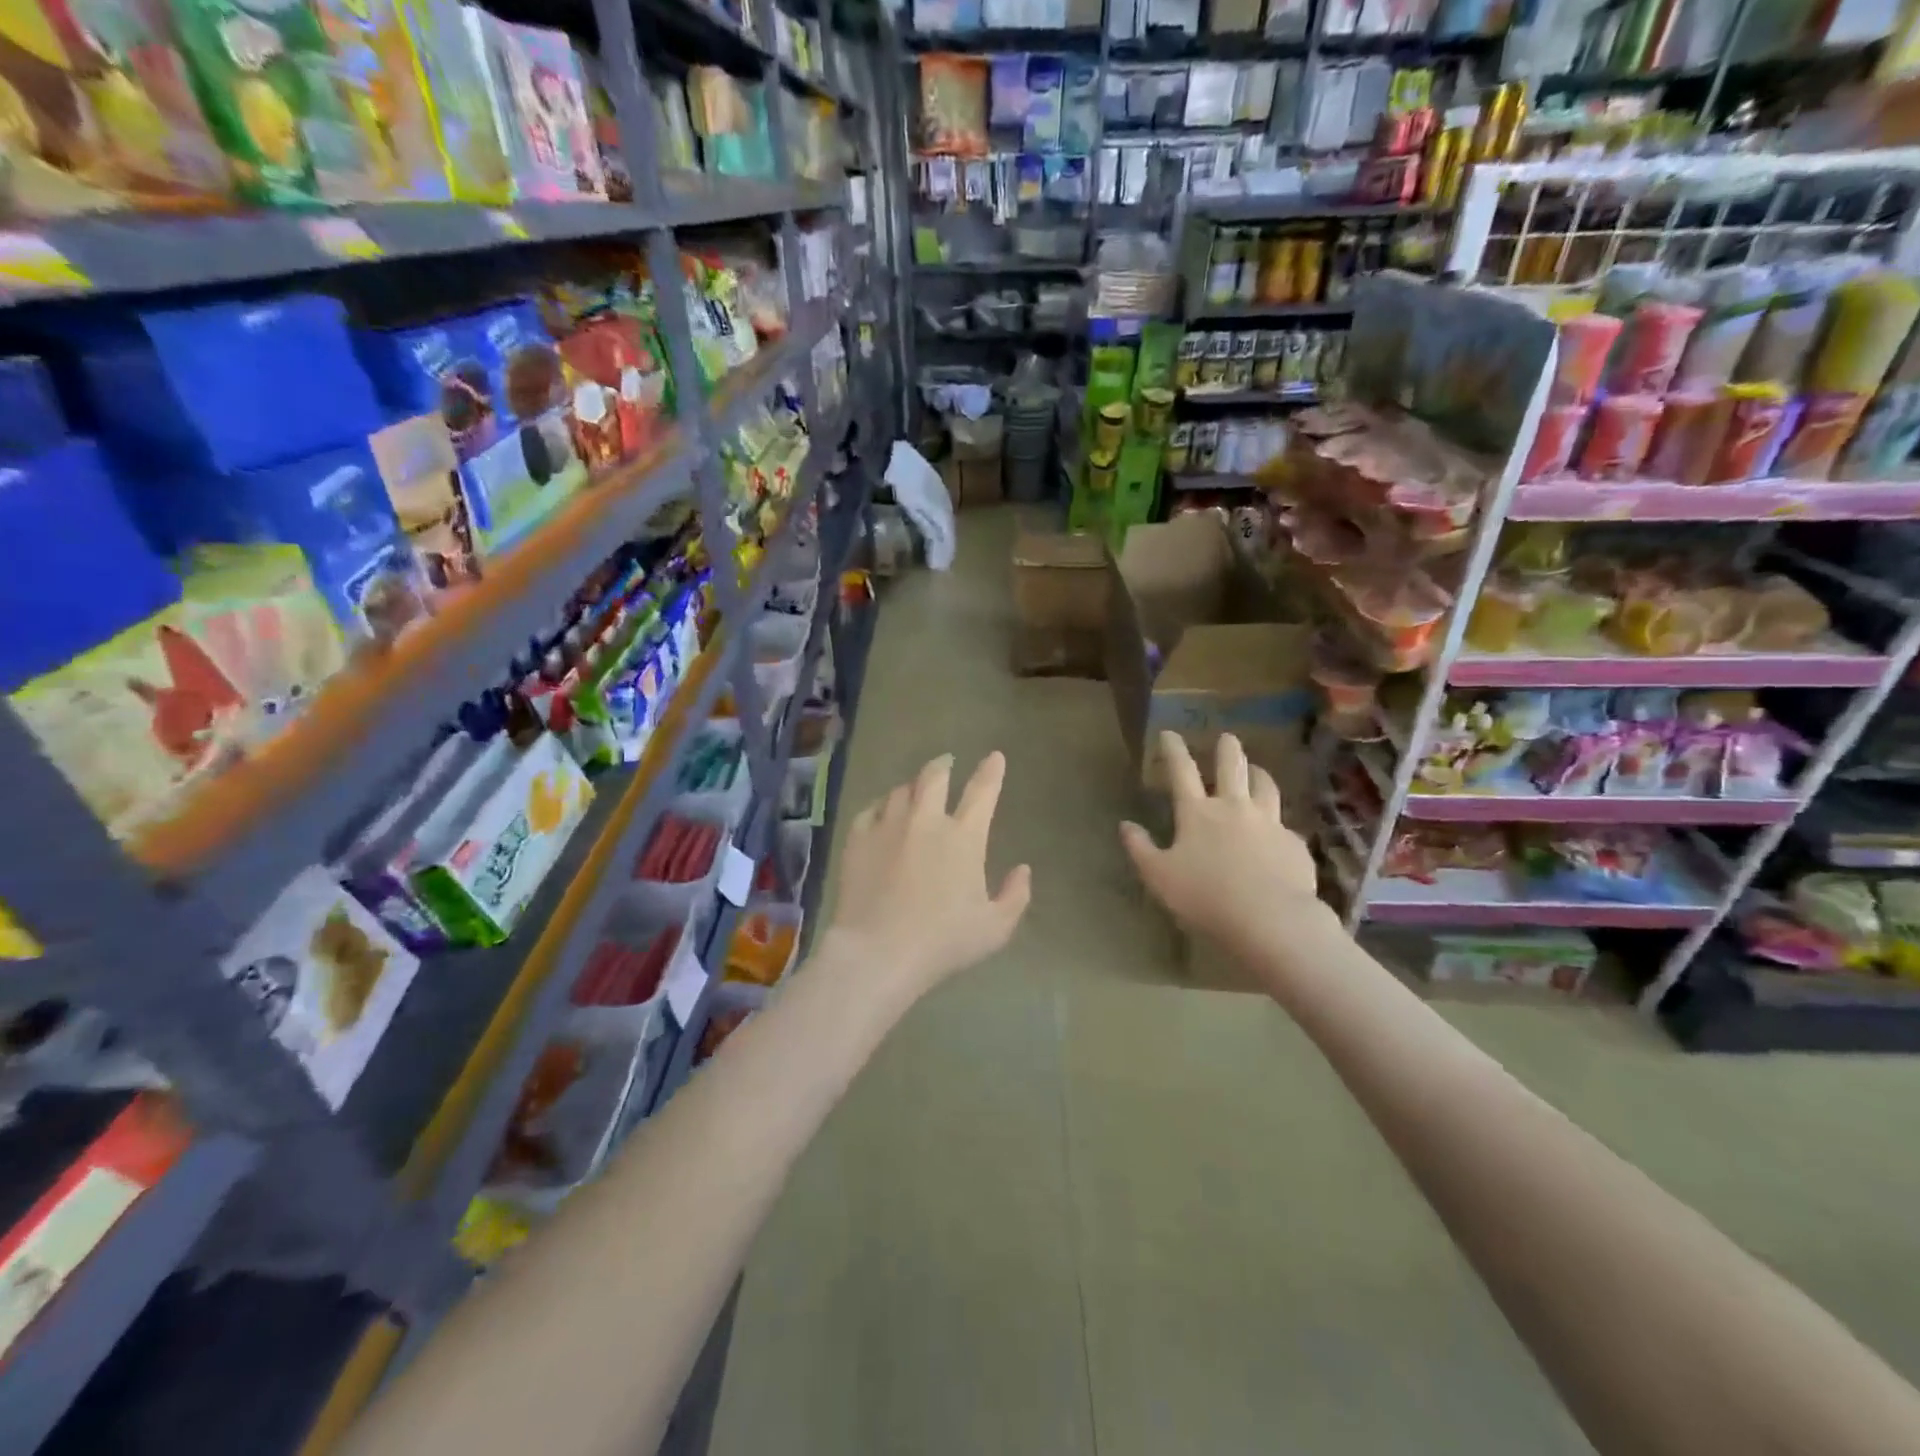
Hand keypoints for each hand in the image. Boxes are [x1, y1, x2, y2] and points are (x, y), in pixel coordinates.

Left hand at [826, 752, 1031, 995]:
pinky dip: (880, 806)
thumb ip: (1015, 896)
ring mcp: (888, 826)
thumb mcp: (995, 928)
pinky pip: (870, 809)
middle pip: (934, 777)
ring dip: (912, 787)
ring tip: (913, 792)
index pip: (983, 792)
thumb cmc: (943, 942)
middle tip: (946, 763)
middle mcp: (926, 820)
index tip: (995, 757)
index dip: (991, 771)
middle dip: (943, 766)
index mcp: (964, 837)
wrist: (879, 952)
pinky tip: (880, 813)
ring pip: (901, 790)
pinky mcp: (858, 838)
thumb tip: (1023, 869)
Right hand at [1120, 732, 1322, 959]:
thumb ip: (1140, 849)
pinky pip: (1284, 824)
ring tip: (1256, 770)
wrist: (1270, 919)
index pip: (1182, 771)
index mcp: (1197, 813)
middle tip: (1227, 737)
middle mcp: (1234, 808)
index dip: (1174, 749)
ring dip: (1259, 773)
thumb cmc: (1205, 897)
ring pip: (1266, 786)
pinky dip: (1277, 820)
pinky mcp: (1293, 843)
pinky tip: (1277, 830)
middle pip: (1232, 767)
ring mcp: (1268, 822)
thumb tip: (1125, 825)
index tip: (1170, 733)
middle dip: (1227, 749)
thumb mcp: (1159, 877)